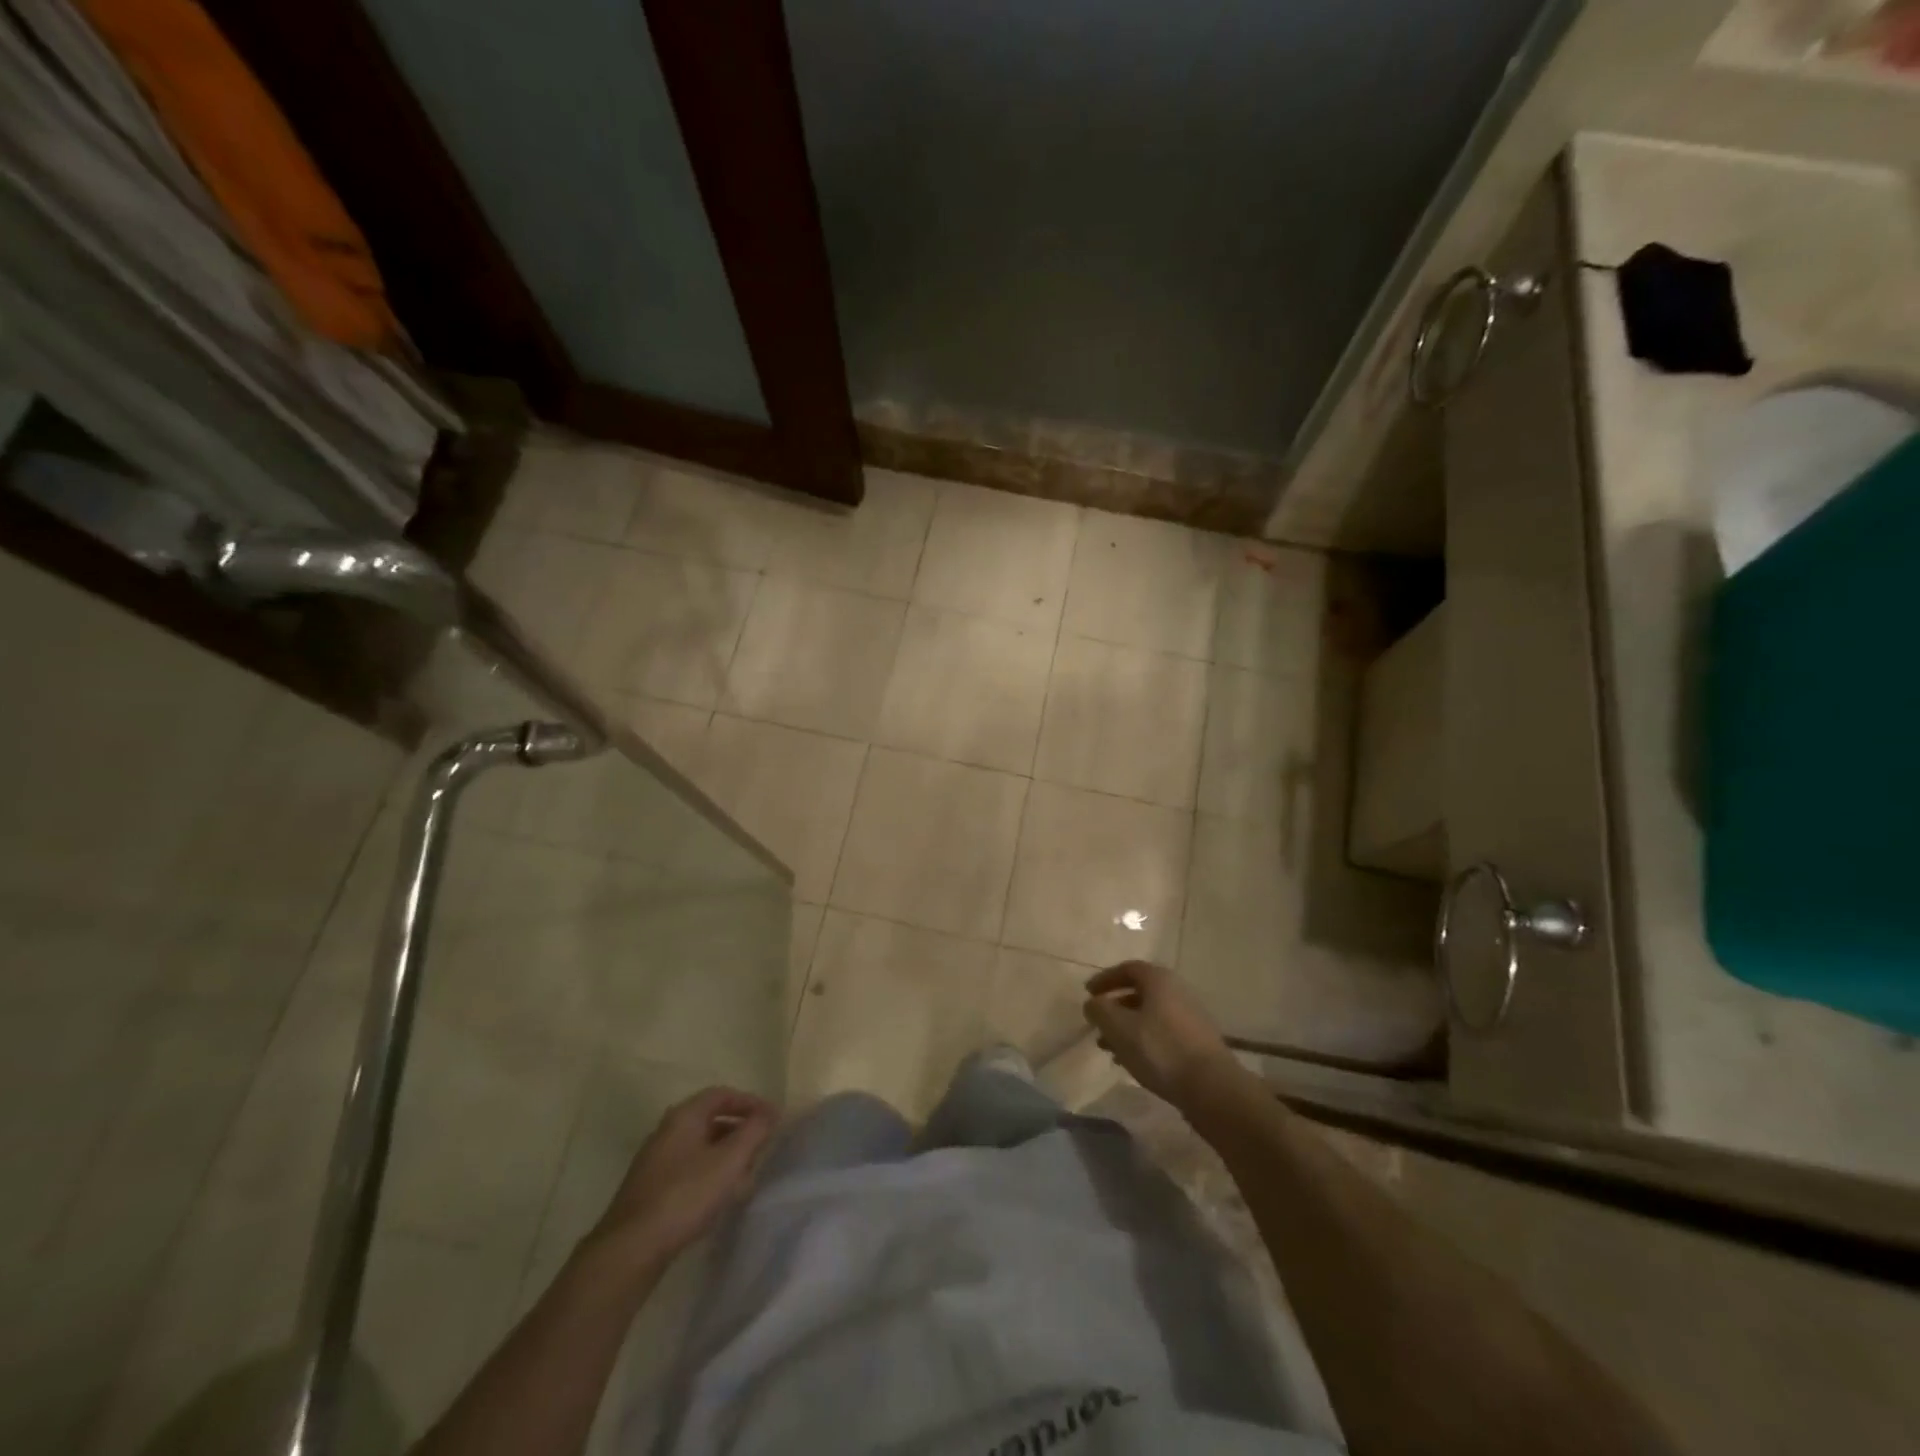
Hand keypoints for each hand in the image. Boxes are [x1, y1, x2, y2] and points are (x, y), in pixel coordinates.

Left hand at [588, 1087, 776, 1264]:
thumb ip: (754, 1131)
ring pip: (699, 1148)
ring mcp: (655, 1163)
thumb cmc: (685, 1196)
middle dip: (739, 1131)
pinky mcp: (650, 1191)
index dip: (749, 1102)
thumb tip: (771, 1111)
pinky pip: (688, 1171)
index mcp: (683, 1117)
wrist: (630, 1250)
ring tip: (746, 1176)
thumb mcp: (729, 1161)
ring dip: (726, 1156)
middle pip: (710, 1120)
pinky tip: (720, 1199)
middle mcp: (666, 1132)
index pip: (721, 1094)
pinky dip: (710, 1175)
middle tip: (762, 1146)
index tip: (772, 1118)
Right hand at [1084, 962, 1239, 1108]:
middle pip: (1141, 992)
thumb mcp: (1119, 1028)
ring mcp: (1192, 1017)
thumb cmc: (1160, 1050)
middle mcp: (1178, 991)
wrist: (1211, 1088)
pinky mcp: (1199, 1042)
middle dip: (1116, 1007)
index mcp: (1160, 980)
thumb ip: (1100, 1010)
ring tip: (1110, 1048)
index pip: (1128, 969)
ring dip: (1128, 1027)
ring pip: (1151, 1015)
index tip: (1088, 993)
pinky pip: (1164, 1033)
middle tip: (1098, 1024)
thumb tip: (1092, 1003)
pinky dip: (1145, 1040)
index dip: (1105, 979)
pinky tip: (1134, 1062)